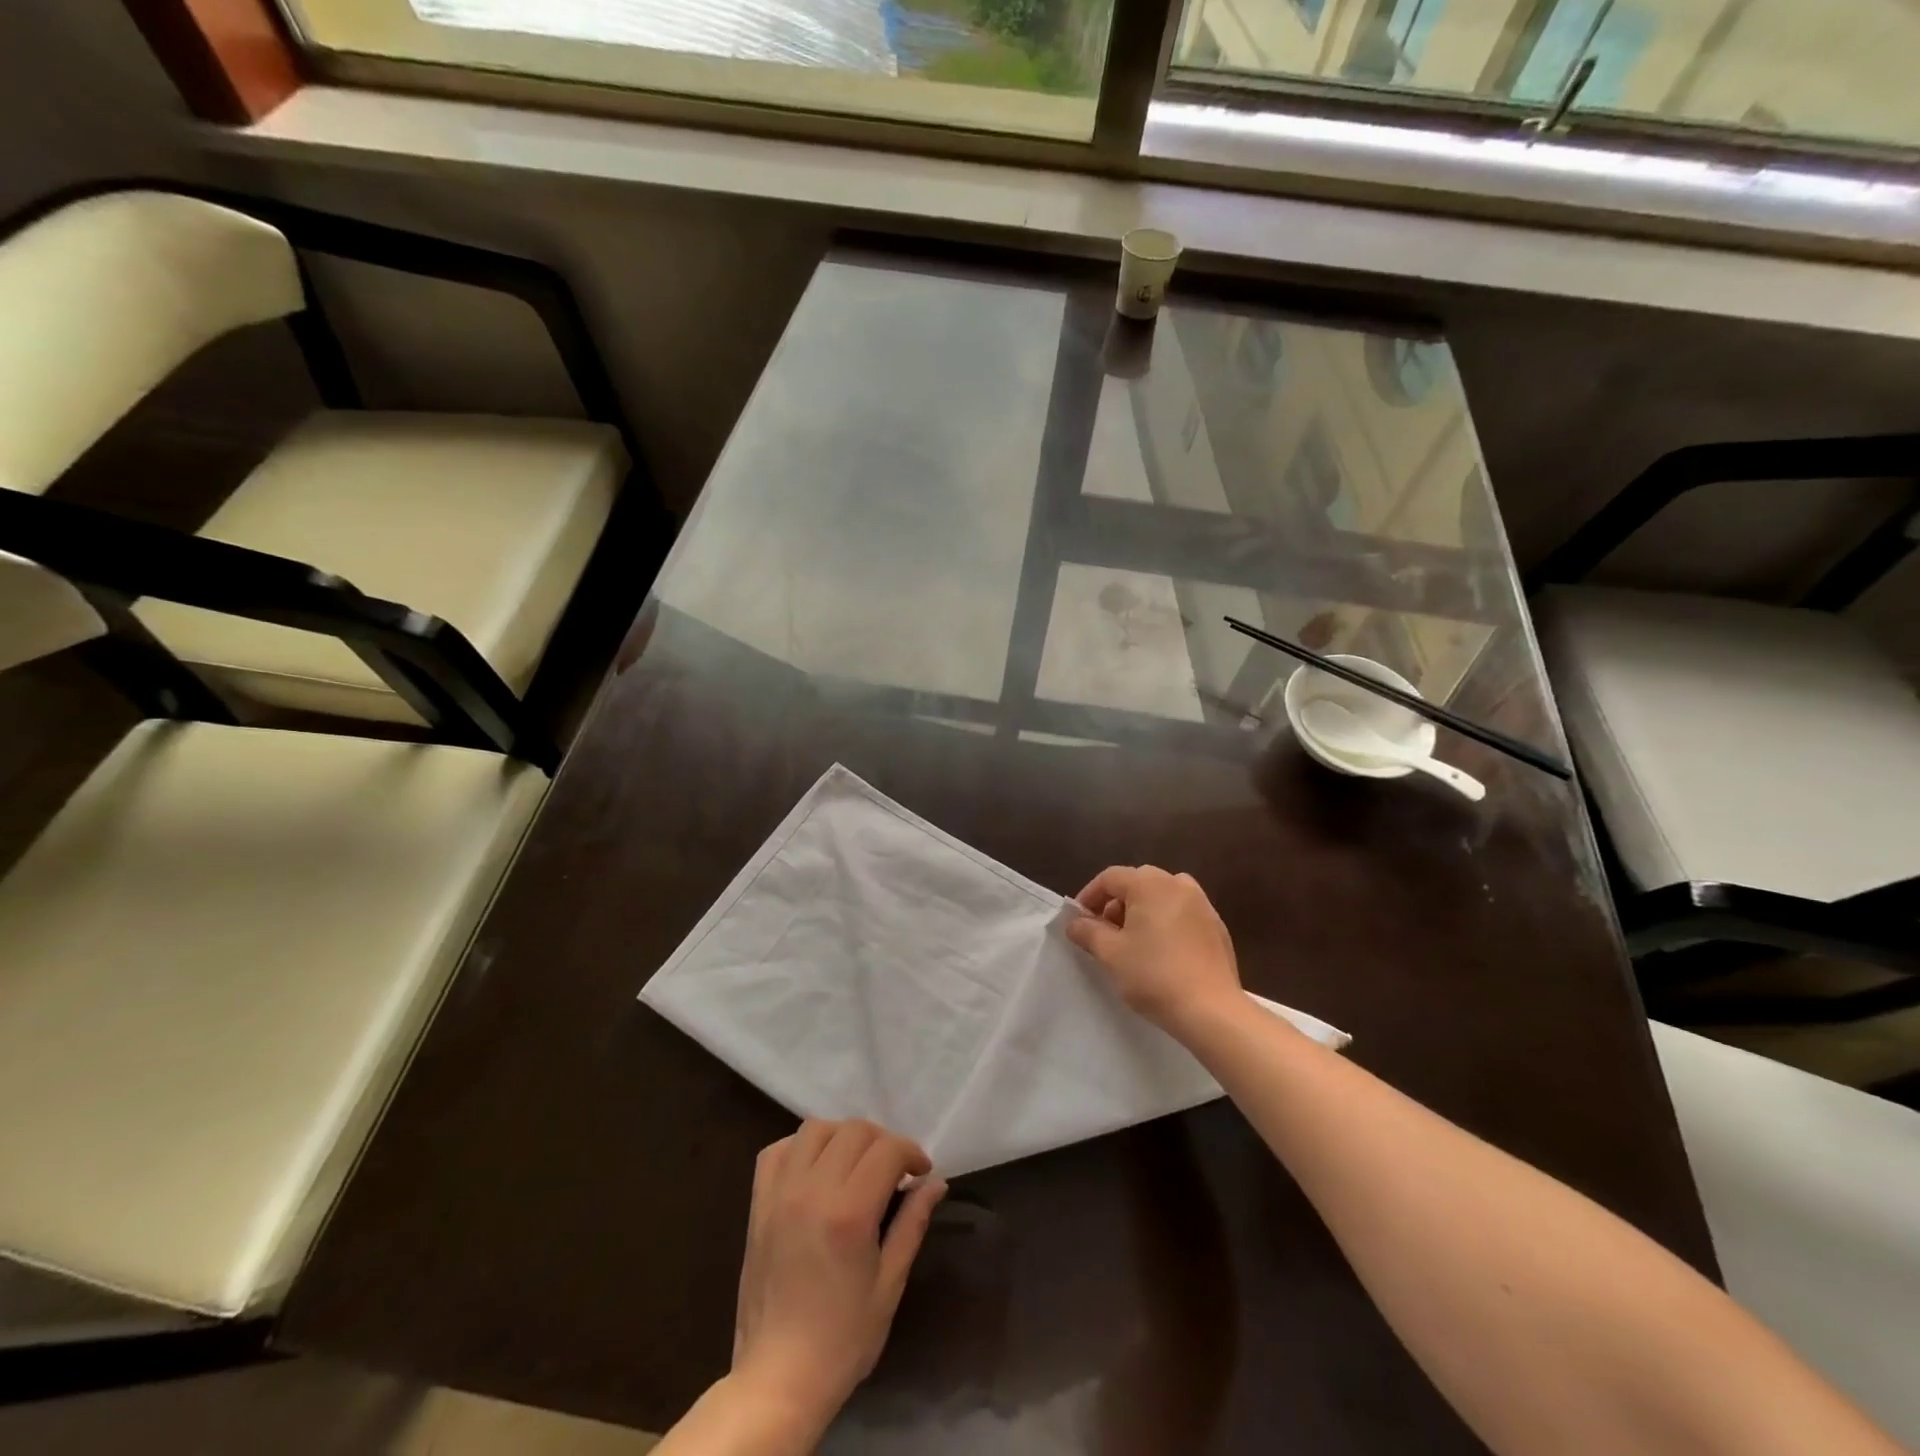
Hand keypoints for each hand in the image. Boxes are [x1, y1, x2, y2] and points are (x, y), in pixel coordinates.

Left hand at [731, 1119, 947, 1436]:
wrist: (777, 1379)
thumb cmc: (842, 1340)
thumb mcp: (889, 1285)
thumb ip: (911, 1224)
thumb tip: (936, 1183)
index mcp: (850, 1213)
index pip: (888, 1150)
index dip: (911, 1152)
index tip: (921, 1172)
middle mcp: (813, 1190)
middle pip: (854, 1130)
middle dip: (883, 1142)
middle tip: (895, 1171)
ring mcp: (781, 1194)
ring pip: (816, 1129)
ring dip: (843, 1136)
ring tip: (855, 1164)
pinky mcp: (758, 1204)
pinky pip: (777, 1150)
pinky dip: (800, 1147)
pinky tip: (815, 1168)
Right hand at [1065, 865, 1243, 1034]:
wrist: (1212, 1010)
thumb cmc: (1154, 975)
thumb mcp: (1111, 954)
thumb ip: (1088, 932)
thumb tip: (1075, 922)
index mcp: (1150, 884)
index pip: (1110, 877)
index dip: (1089, 896)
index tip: (1079, 921)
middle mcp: (1178, 884)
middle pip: (1138, 882)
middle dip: (1116, 903)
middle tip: (1105, 932)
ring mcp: (1202, 904)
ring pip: (1162, 896)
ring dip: (1142, 911)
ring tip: (1133, 942)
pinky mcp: (1217, 927)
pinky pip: (1183, 914)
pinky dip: (1166, 922)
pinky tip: (1162, 953)